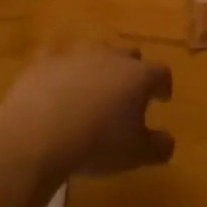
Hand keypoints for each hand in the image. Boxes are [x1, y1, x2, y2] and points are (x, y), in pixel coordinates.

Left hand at [0, 46, 174, 177]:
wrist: (37, 135)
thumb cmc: (97, 143)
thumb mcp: (136, 154)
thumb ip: (159, 147)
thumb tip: (168, 141)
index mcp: (138, 76)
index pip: (161, 73)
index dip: (163, 86)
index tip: (162, 99)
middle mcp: (110, 57)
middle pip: (130, 55)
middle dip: (132, 71)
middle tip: (128, 93)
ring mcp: (76, 54)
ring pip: (94, 51)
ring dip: (98, 66)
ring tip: (92, 88)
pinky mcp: (44, 61)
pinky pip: (57, 58)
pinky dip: (61, 69)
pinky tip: (56, 84)